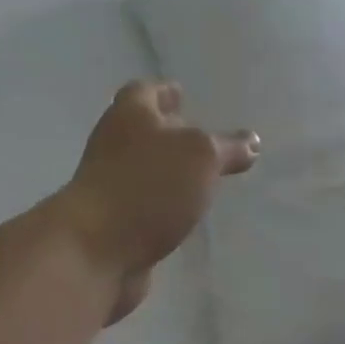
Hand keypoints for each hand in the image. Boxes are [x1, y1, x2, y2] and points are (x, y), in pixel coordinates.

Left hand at [56, 81, 259, 322]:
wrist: (92, 252)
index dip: (163, 91)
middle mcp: (114, 146)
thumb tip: (252, 142)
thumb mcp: (202, 157)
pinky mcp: (112, 226)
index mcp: (130, 116)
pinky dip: (163, 206)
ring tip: (200, 174)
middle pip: (140, 130)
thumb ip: (228, 147)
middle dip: (167, 131)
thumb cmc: (147, 186)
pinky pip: (144, 207)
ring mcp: (109, 187)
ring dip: (167, 171)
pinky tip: (186, 212)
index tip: (181, 92)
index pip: (144, 91)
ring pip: (143, 170)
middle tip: (199, 135)